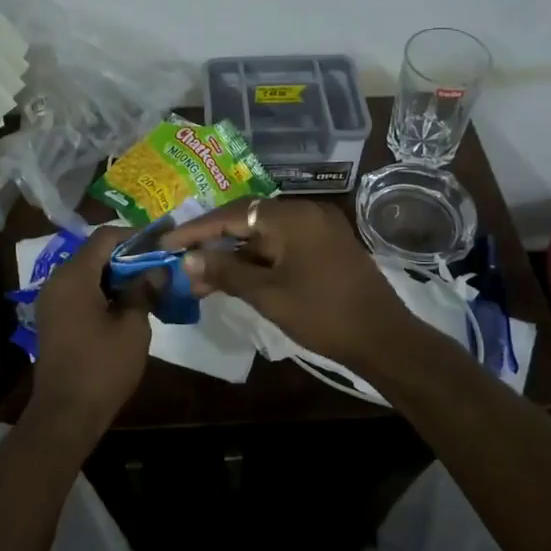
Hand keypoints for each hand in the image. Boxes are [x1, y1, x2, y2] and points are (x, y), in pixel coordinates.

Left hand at [28, 226, 152, 444]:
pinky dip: (102, 289)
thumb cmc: (102, 367)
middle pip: (94, 252)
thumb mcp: (133, 326)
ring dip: (115, 274)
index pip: (106, 236)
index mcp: (74, 275)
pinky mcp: (53, 317)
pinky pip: (79, 290)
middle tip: (159, 264)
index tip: (162, 242)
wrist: (65, 414)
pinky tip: (126, 303)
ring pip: (87, 272)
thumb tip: (156, 269)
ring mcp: (51, 299)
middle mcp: (57, 279)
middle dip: (127, 255)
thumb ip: (143, 290)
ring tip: (148, 283)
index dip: (135, 235)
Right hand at [161, 199, 419, 373]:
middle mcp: (305, 212)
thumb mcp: (268, 295)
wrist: (385, 338)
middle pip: (247, 221)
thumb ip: (226, 272)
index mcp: (292, 216)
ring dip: (234, 255)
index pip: (232, 215)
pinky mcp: (326, 246)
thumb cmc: (323, 314)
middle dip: (213, 243)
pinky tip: (236, 278)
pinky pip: (282, 244)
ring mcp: (319, 228)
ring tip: (203, 279)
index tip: (166, 244)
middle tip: (183, 264)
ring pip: (264, 235)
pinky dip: (258, 259)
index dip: (196, 231)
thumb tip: (187, 259)